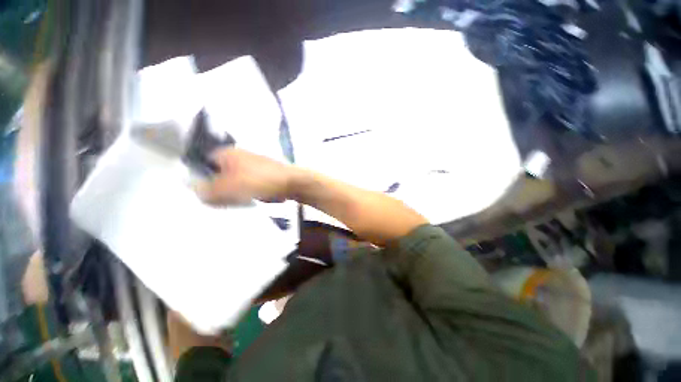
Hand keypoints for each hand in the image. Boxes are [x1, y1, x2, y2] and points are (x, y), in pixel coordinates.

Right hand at [195, 148, 294, 204]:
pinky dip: (236, 192)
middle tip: (209, 201)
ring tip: (222, 204)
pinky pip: (239, 184)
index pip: (204, 161)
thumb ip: (209, 190)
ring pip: (227, 179)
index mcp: (226, 153)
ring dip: (224, 190)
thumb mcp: (228, 187)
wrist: (289, 183)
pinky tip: (235, 202)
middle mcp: (234, 155)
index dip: (198, 175)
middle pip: (215, 171)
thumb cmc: (256, 181)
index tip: (197, 192)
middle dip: (212, 185)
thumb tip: (194, 190)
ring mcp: (246, 164)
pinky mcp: (255, 174)